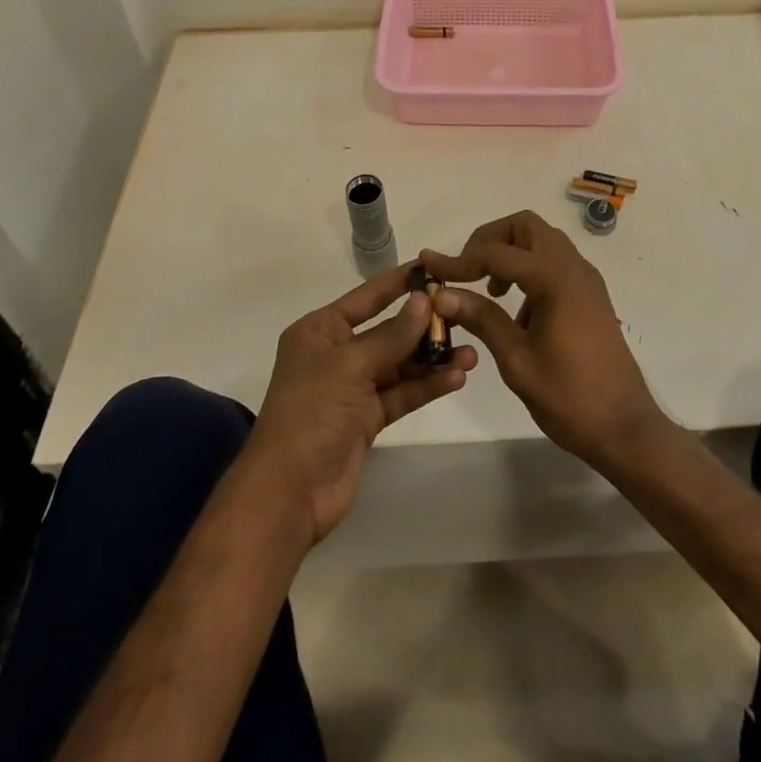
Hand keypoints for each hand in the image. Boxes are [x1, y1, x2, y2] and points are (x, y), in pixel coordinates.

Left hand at [245, 265, 477, 544]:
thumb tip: (423, 300)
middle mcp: (336, 354)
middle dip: (424, 326)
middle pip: (388, 331)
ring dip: (432, 359)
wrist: (289, 493)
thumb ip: (392, 335)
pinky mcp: (367, 419)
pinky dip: (427, 386)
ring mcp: (352, 388)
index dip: (398, 283)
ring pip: (400, 364)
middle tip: (464, 316)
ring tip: (472, 354)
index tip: (433, 268)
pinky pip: (402, 393)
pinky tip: (457, 378)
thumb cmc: (311, 413)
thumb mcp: (350, 366)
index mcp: (320, 331)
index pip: (367, 297)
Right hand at [420, 211, 663, 469]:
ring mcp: (586, 279)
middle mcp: (573, 267)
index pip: (497, 253)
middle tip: (467, 270)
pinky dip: (530, 269)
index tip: (429, 266)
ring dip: (511, 253)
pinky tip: (517, 311)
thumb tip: (441, 295)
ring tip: (490, 292)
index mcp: (554, 278)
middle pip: (525, 227)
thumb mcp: (516, 359)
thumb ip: (481, 318)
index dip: (458, 260)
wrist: (625, 427)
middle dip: (490, 240)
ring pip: (542, 241)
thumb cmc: (569, 396)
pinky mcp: (590, 295)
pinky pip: (555, 262)